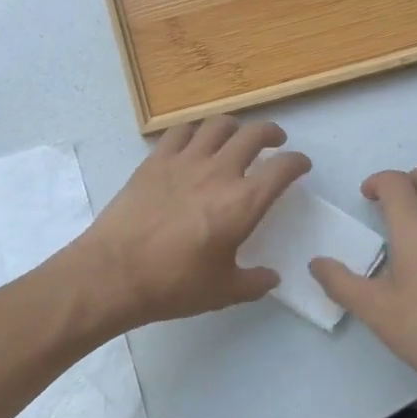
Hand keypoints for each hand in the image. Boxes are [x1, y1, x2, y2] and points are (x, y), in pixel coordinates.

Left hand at [70, 117, 311, 331]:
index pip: (282, 169)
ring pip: (217, 125)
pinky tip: (194, 140)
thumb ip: (253, 282)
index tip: (300, 164)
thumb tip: (272, 278)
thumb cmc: (174, 284)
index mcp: (243, 202)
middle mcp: (219, 172)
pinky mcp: (155, 160)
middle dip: (270, 134)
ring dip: (234, 126)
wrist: (115, 271)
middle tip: (274, 142)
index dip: (297, 162)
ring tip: (235, 135)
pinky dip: (194, 130)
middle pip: (253, 135)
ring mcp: (184, 161)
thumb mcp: (222, 291)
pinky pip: (180, 131)